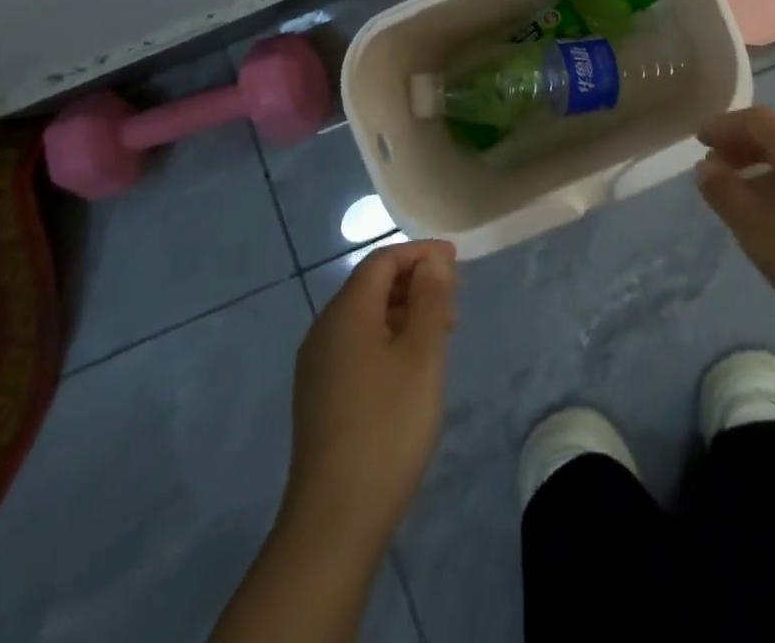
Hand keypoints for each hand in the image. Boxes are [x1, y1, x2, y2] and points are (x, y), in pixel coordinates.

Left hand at [282, 239, 457, 552]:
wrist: (335, 521)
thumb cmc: (387, 426)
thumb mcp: (422, 354)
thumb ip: (430, 298)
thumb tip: (431, 261)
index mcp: (345, 314)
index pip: (382, 261)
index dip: (420, 253)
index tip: (457, 260)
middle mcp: (324, 331)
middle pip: (371, 286)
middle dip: (415, 282)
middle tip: (455, 297)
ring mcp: (318, 367)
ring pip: (366, 318)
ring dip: (405, 312)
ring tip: (442, 331)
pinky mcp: (321, 397)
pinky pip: (358, 346)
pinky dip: (389, 339)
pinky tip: (413, 366)